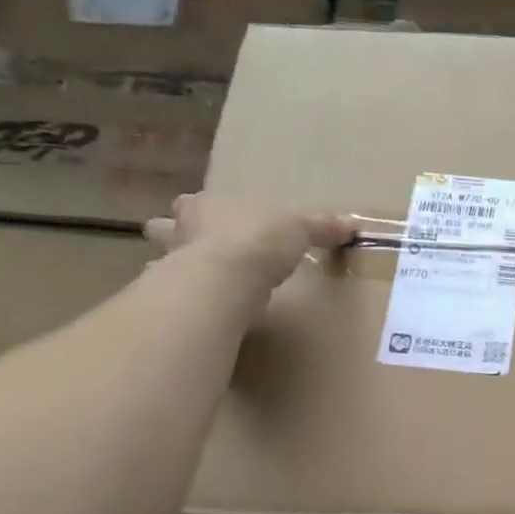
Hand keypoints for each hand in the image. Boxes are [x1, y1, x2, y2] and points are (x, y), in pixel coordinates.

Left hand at [146, 194, 355, 290]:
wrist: (225, 280)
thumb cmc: (258, 240)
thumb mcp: (299, 228)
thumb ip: (321, 227)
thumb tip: (352, 225)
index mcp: (207, 206)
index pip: (196, 203)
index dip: (203, 210)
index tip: (212, 218)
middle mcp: (181, 231)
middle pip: (166, 228)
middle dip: (173, 235)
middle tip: (192, 246)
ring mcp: (171, 265)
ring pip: (162, 261)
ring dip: (173, 268)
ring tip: (192, 281)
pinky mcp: (174, 298)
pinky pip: (175, 297)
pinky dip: (182, 302)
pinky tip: (196, 310)